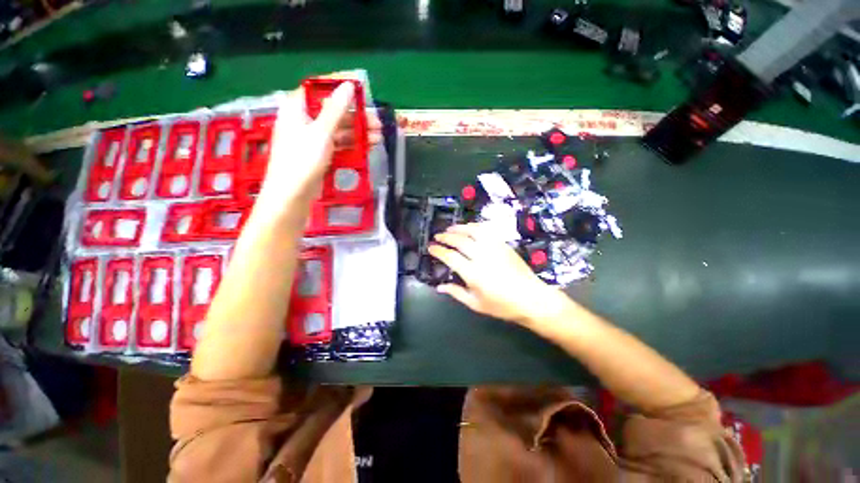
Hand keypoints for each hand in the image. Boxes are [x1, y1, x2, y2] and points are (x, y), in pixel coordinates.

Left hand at [255, 82, 382, 222]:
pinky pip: (338, 143)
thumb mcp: (321, 132)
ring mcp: (312, 138)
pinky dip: (352, 144)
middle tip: (377, 124)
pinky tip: (367, 147)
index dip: (340, 85)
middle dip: (356, 116)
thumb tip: (349, 85)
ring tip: (378, 138)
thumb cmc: (302, 160)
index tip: (362, 88)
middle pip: (333, 110)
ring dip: (358, 132)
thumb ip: (336, 109)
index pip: (320, 87)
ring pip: (338, 129)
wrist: (292, 195)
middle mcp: (304, 119)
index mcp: (297, 107)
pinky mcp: (319, 153)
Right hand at [429, 223, 564, 324]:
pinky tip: (470, 228)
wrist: (532, 298)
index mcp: (474, 274)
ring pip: (473, 231)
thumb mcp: (476, 304)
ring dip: (459, 228)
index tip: (431, 248)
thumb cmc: (503, 306)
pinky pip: (487, 231)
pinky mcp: (503, 244)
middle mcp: (482, 257)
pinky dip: (475, 226)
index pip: (450, 257)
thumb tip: (440, 286)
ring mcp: (494, 248)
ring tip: (450, 228)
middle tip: (437, 236)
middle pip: (460, 241)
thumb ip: (456, 293)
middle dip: (446, 237)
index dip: (438, 251)